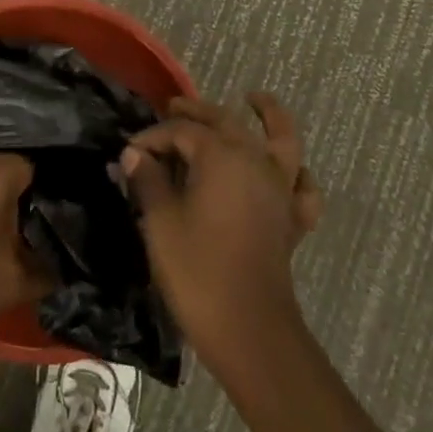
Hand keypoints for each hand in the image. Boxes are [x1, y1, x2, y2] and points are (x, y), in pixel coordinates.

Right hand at [121, 92, 322, 372]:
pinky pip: (303, 186)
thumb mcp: (160, 223)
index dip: (152, 137)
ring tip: (255, 100)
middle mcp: (255, 161)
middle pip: (226, 122)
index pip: (182, 131)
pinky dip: (298, 173)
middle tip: (173, 106)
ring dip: (270, 116)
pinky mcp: (292, 219)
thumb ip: (148, 181)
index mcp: (221, 156)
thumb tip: (134, 155)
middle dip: (197, 112)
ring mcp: (280, 189)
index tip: (129, 154)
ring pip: (282, 139)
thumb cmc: (198, 271)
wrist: (250, 331)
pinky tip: (288, 171)